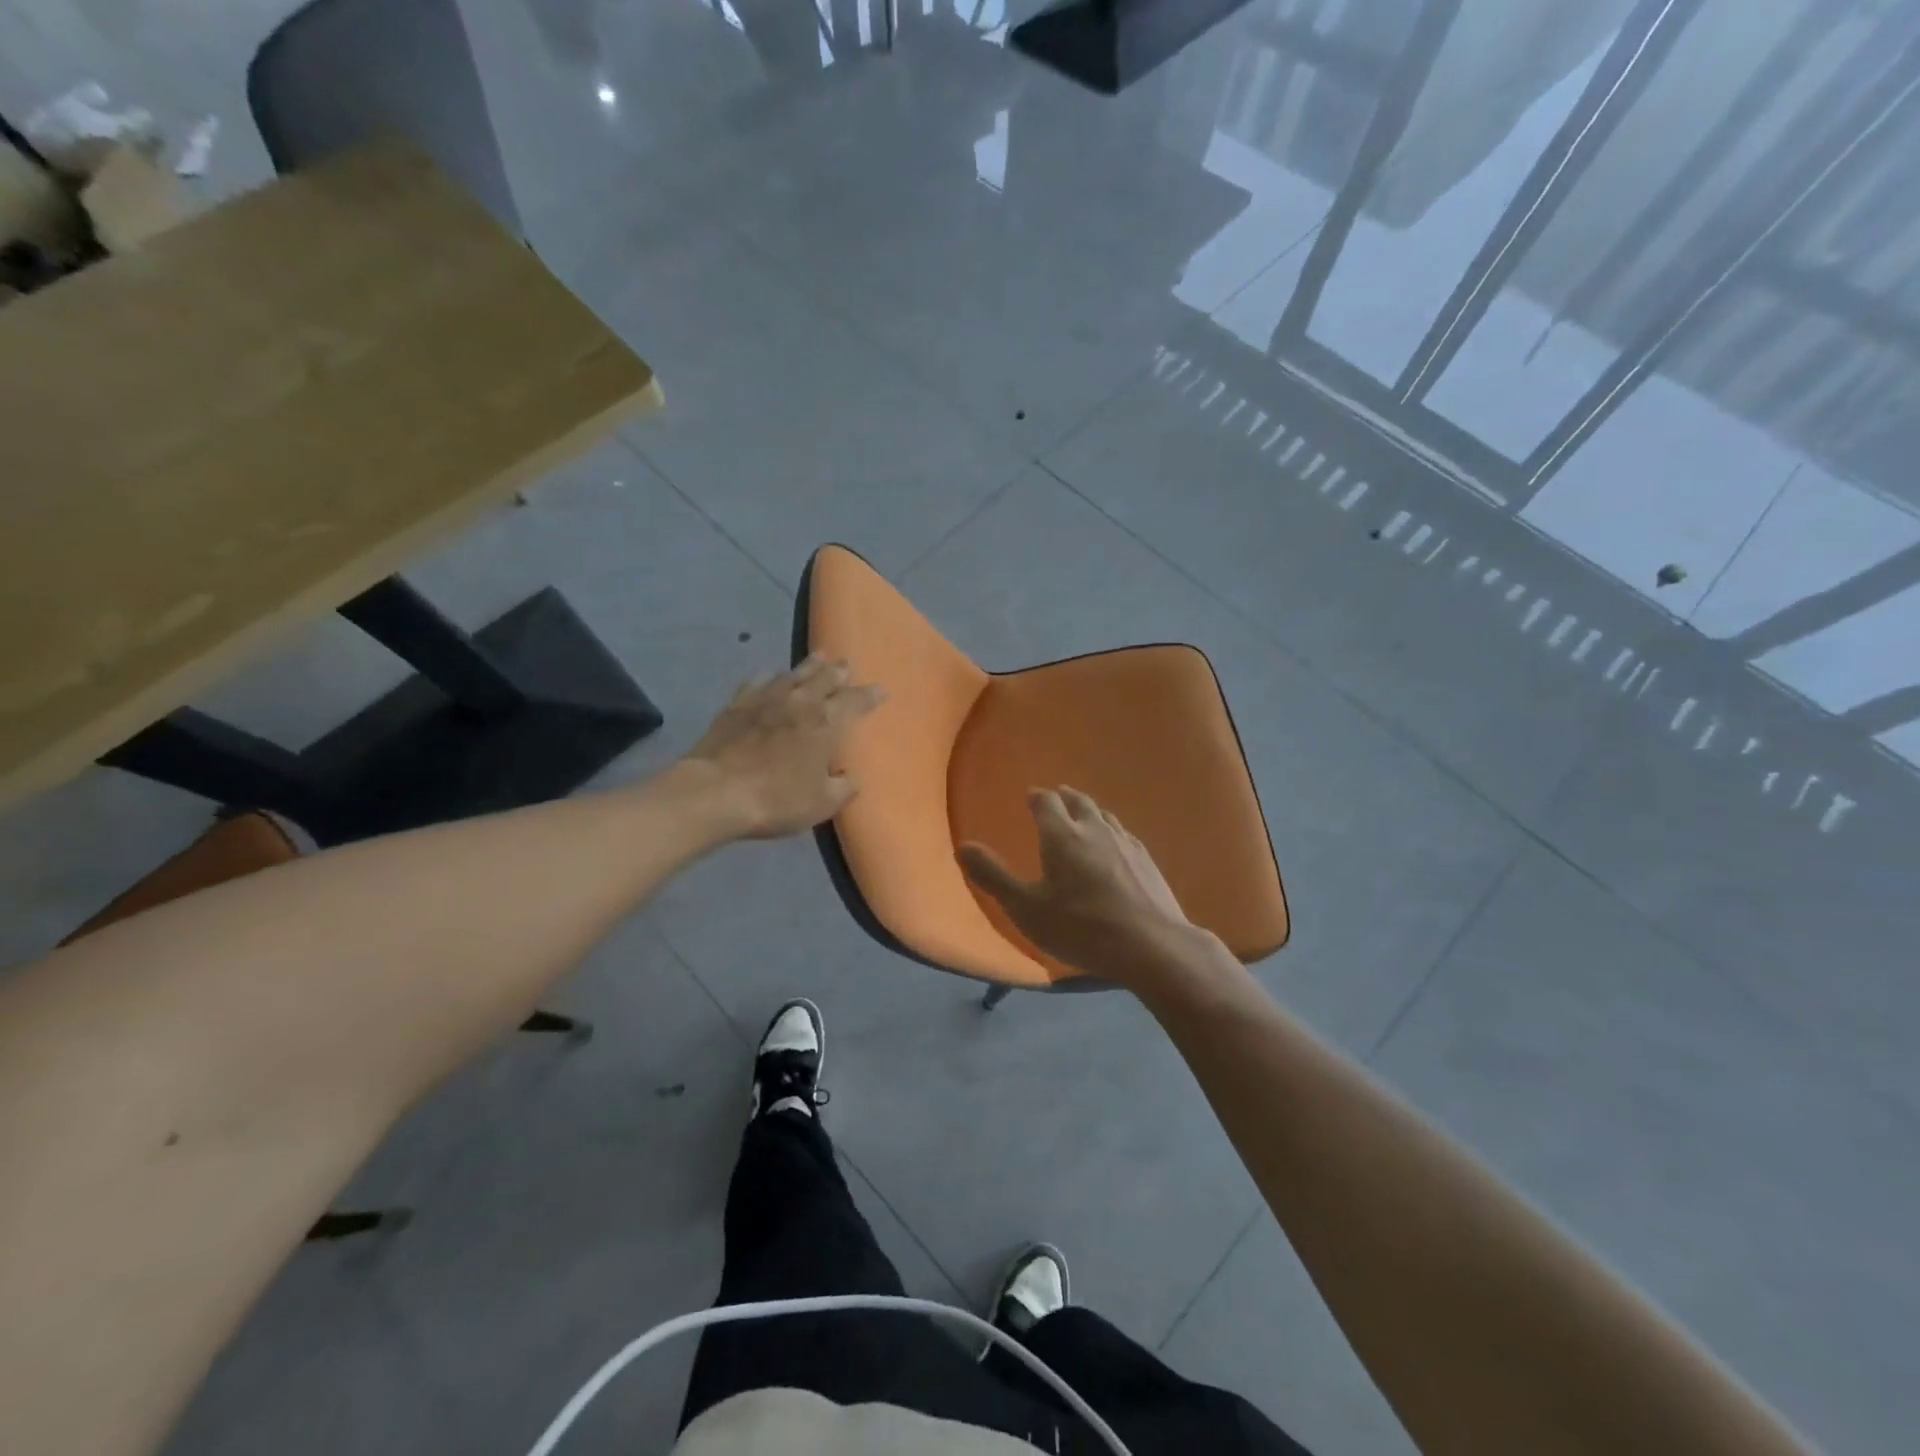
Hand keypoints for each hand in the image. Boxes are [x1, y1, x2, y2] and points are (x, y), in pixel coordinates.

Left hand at [683, 655, 883, 839]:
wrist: (716, 792)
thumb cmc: (777, 799)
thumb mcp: (822, 804)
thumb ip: (842, 788)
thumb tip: (850, 778)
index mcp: (827, 724)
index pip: (855, 702)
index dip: (870, 695)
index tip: (880, 690)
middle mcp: (800, 702)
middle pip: (824, 679)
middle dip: (838, 671)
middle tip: (845, 663)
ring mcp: (766, 700)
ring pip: (793, 674)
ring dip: (809, 665)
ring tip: (818, 656)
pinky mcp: (737, 705)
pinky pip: (756, 682)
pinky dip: (767, 676)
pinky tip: (767, 673)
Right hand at [959, 787, 1200, 988]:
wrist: (1151, 945)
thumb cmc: (1081, 927)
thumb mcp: (1026, 908)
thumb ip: (993, 877)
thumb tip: (963, 846)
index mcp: (1062, 835)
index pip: (1046, 802)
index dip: (1037, 798)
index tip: (1031, 797)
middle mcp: (1094, 829)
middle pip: (1078, 802)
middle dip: (1064, 798)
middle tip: (1057, 796)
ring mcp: (1126, 843)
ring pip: (1104, 816)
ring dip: (1089, 811)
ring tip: (1084, 815)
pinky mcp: (1147, 861)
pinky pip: (1124, 834)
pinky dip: (1112, 831)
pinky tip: (1116, 844)